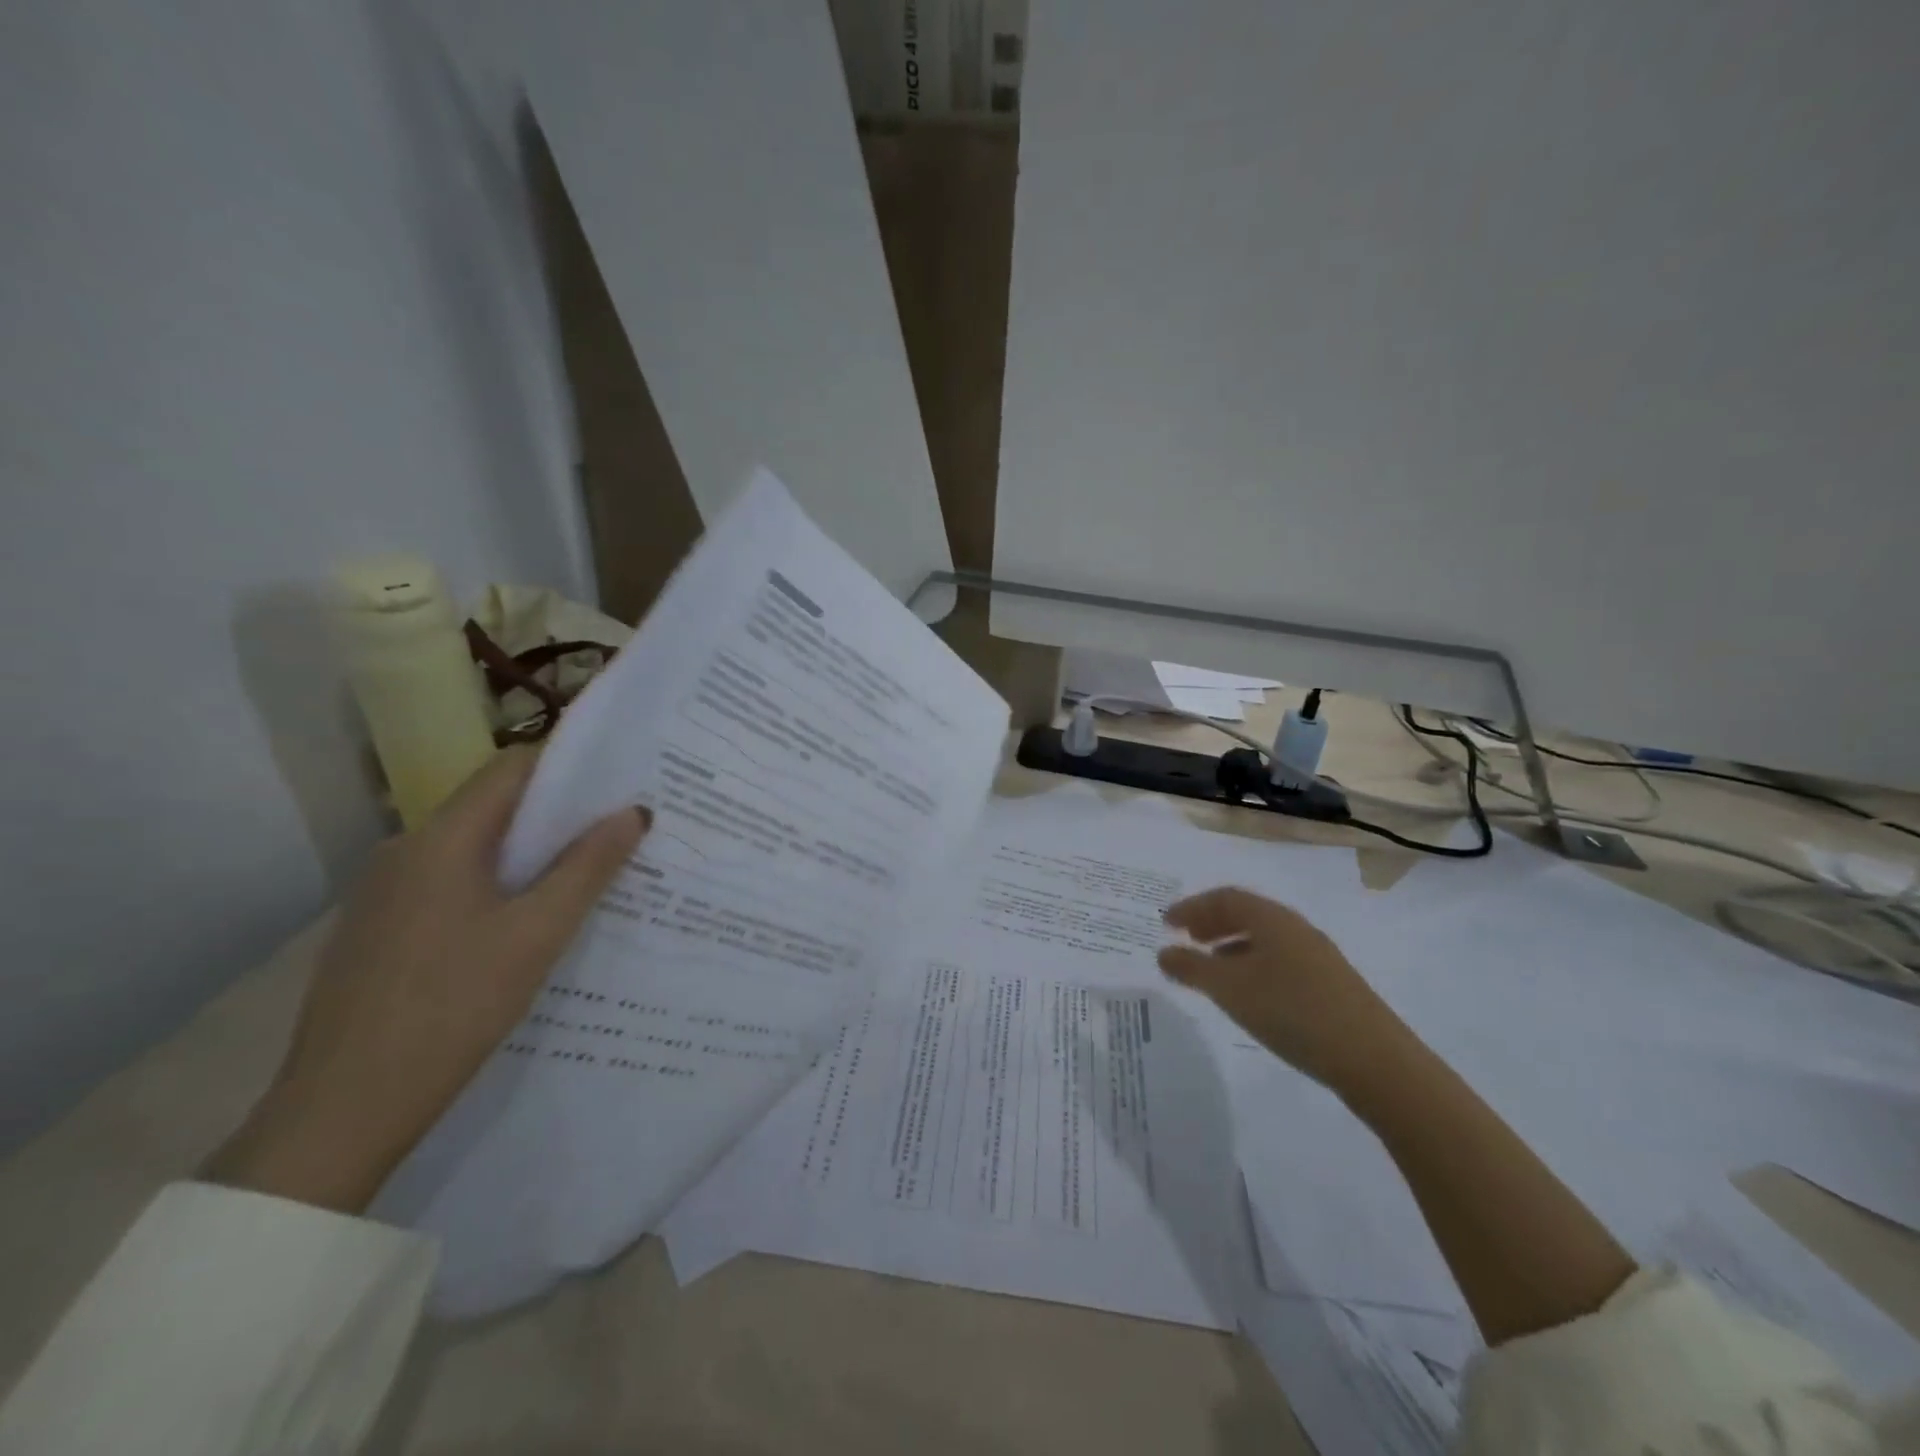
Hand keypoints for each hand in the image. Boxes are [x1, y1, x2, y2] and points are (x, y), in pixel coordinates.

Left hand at [204, 747, 647, 1213]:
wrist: (343, 1111)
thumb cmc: (453, 1007)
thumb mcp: (538, 934)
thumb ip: (589, 866)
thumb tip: (635, 811)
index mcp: (441, 839)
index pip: (512, 768)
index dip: (570, 765)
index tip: (623, 778)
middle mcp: (406, 850)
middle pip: (495, 807)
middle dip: (560, 813)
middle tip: (621, 828)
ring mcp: (386, 892)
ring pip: (475, 849)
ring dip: (531, 853)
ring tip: (589, 873)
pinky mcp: (382, 929)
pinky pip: (453, 884)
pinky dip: (499, 884)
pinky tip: (530, 920)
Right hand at [1157, 887, 1415, 1094]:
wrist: (1374, 1060)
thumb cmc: (1291, 1011)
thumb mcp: (1230, 989)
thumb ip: (1191, 968)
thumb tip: (1163, 953)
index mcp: (1272, 919)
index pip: (1225, 897)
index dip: (1192, 907)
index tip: (1166, 924)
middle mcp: (1296, 929)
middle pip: (1246, 914)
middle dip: (1211, 923)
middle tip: (1185, 940)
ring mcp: (1318, 957)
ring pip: (1264, 939)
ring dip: (1231, 947)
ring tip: (1210, 969)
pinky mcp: (1331, 986)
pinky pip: (1279, 961)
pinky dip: (1252, 966)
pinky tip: (1248, 994)